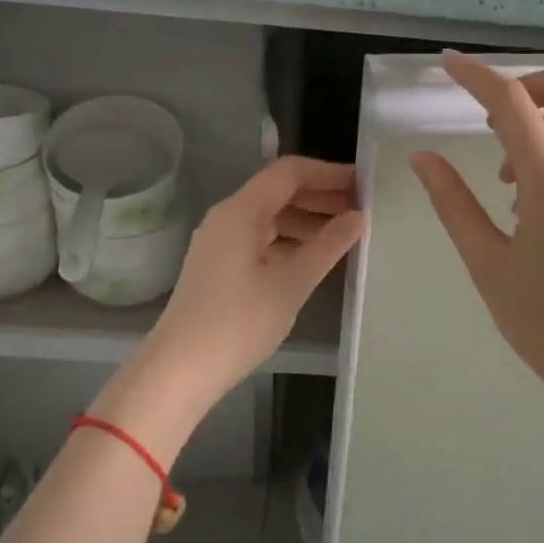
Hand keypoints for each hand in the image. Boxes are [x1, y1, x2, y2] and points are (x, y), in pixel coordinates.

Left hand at [141, 156, 363, 409]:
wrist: (180, 370)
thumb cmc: (239, 322)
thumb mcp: (292, 283)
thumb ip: (328, 246)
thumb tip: (358, 217)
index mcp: (241, 211)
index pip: (289, 172)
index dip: (328, 173)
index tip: (363, 184)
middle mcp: (227, 217)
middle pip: (279, 191)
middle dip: (321, 196)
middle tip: (361, 209)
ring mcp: (221, 241)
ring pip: (271, 216)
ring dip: (308, 219)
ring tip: (345, 234)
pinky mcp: (220, 264)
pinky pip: (261, 237)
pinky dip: (290, 239)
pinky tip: (314, 257)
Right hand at [410, 52, 543, 413]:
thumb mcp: (487, 264)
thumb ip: (453, 204)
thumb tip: (423, 158)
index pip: (512, 104)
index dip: (477, 75)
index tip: (448, 65)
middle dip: (526, 86)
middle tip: (491, 121)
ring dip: (540, 126)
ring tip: (506, 182)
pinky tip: (534, 207)